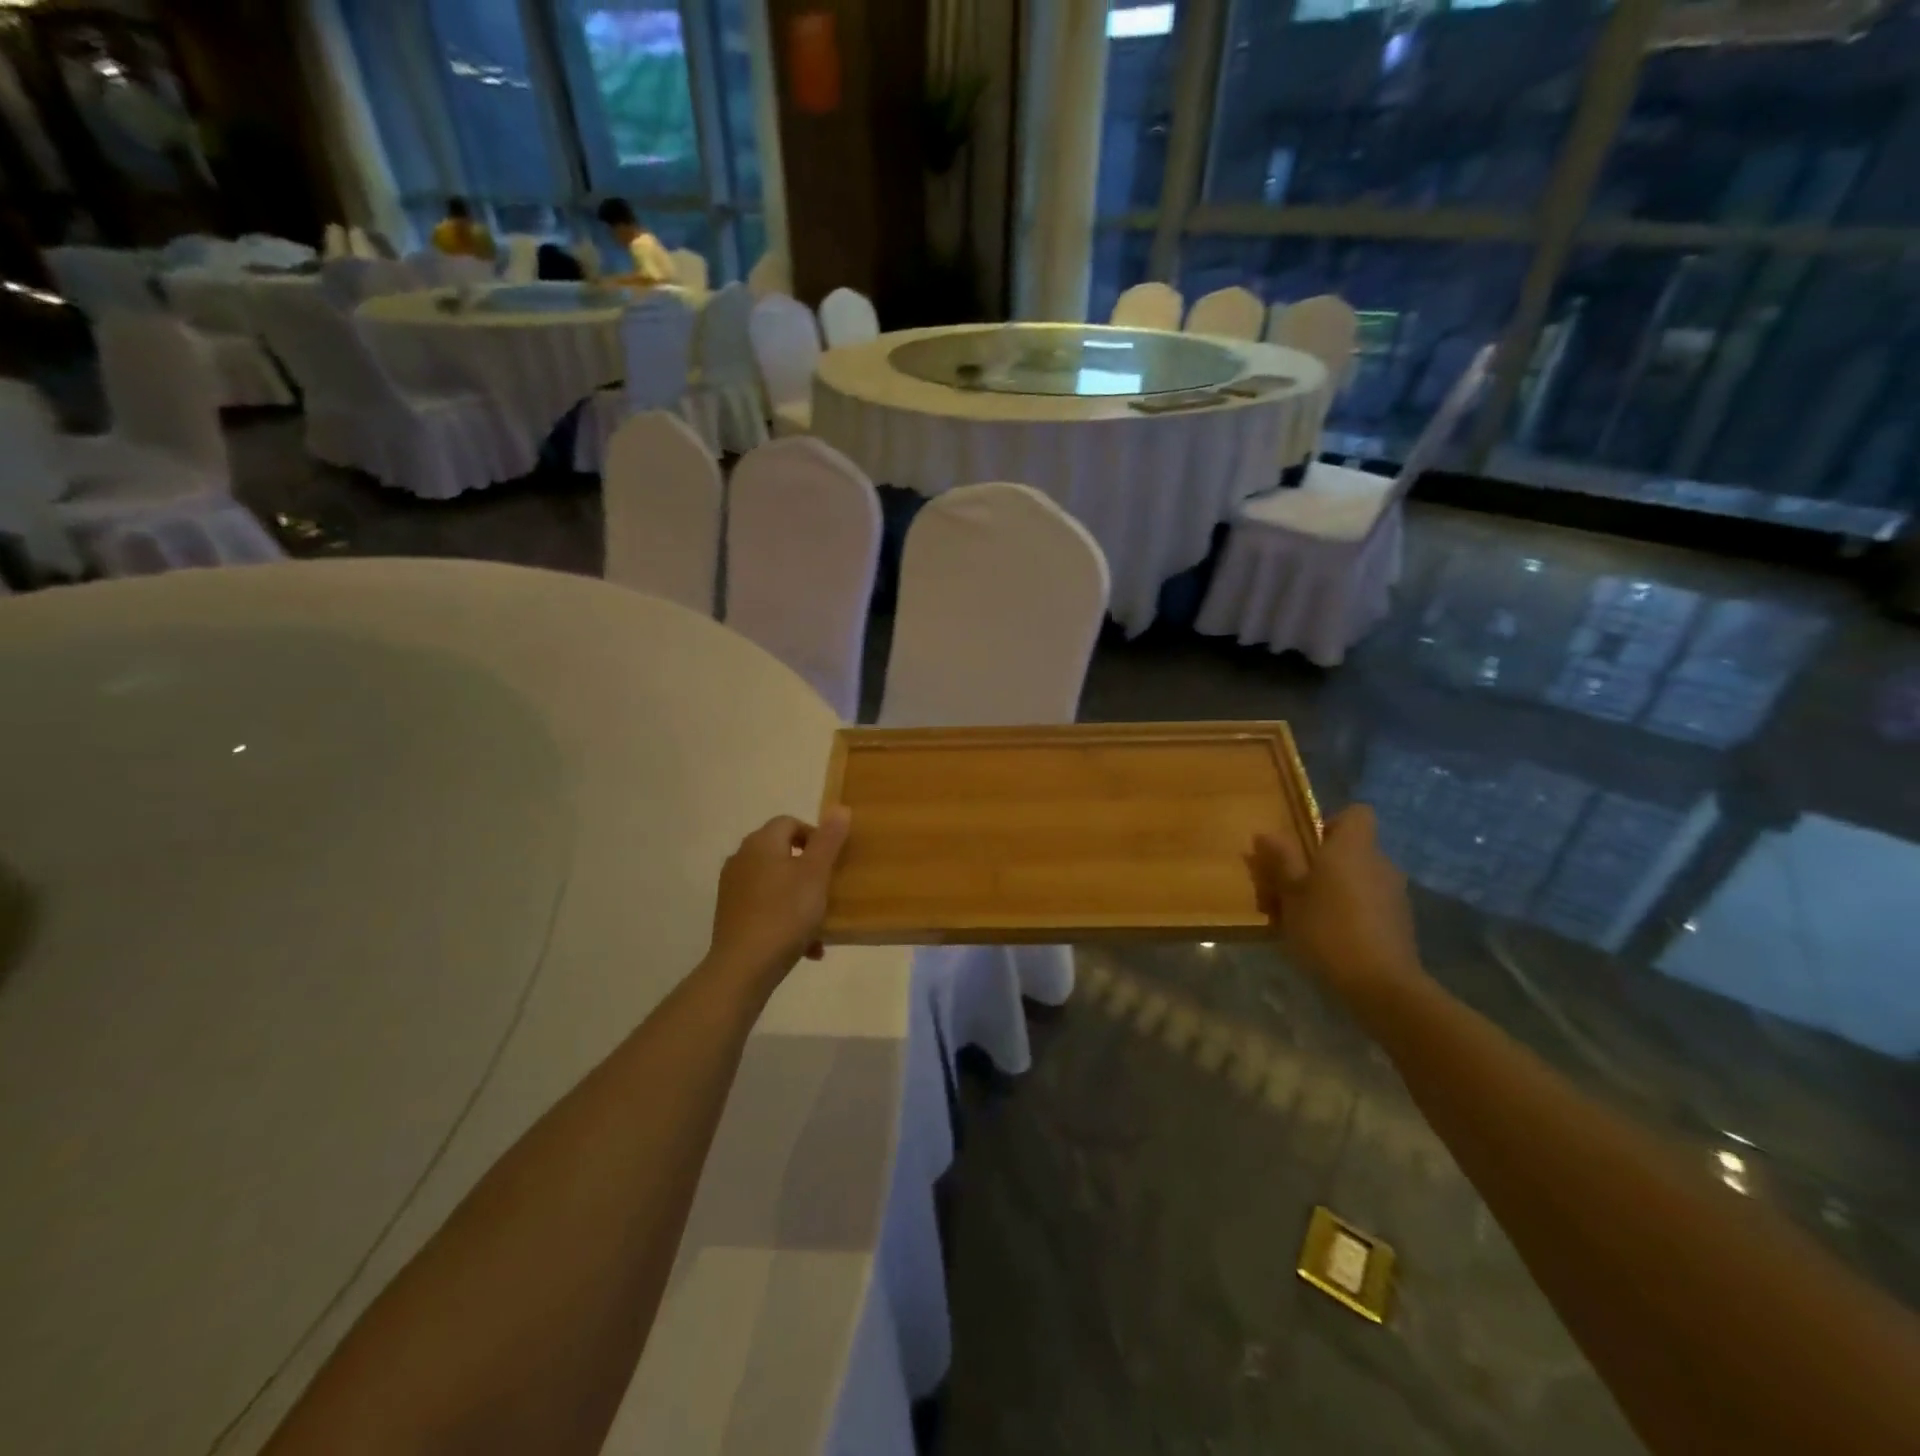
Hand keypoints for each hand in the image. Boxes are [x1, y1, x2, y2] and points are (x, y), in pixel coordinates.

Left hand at [705, 809, 850, 992]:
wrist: (744, 967)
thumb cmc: (785, 914)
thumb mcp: (816, 874)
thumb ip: (828, 840)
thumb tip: (839, 807)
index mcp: (761, 843)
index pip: (790, 822)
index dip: (815, 836)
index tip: (833, 860)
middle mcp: (741, 858)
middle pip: (782, 853)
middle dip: (809, 870)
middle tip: (829, 890)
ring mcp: (733, 888)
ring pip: (776, 883)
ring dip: (800, 898)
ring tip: (820, 924)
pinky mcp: (730, 915)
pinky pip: (765, 907)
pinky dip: (785, 917)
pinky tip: (805, 945)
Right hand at [1252, 805, 1422, 1007]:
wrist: (1380, 985)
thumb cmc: (1327, 929)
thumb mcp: (1291, 894)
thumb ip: (1281, 860)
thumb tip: (1266, 833)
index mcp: (1353, 848)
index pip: (1357, 813)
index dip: (1332, 822)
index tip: (1307, 844)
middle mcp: (1380, 863)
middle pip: (1353, 849)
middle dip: (1324, 862)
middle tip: (1292, 886)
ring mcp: (1395, 894)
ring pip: (1359, 878)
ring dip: (1335, 889)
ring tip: (1306, 917)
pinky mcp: (1400, 923)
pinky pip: (1370, 903)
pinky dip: (1351, 911)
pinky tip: (1329, 937)